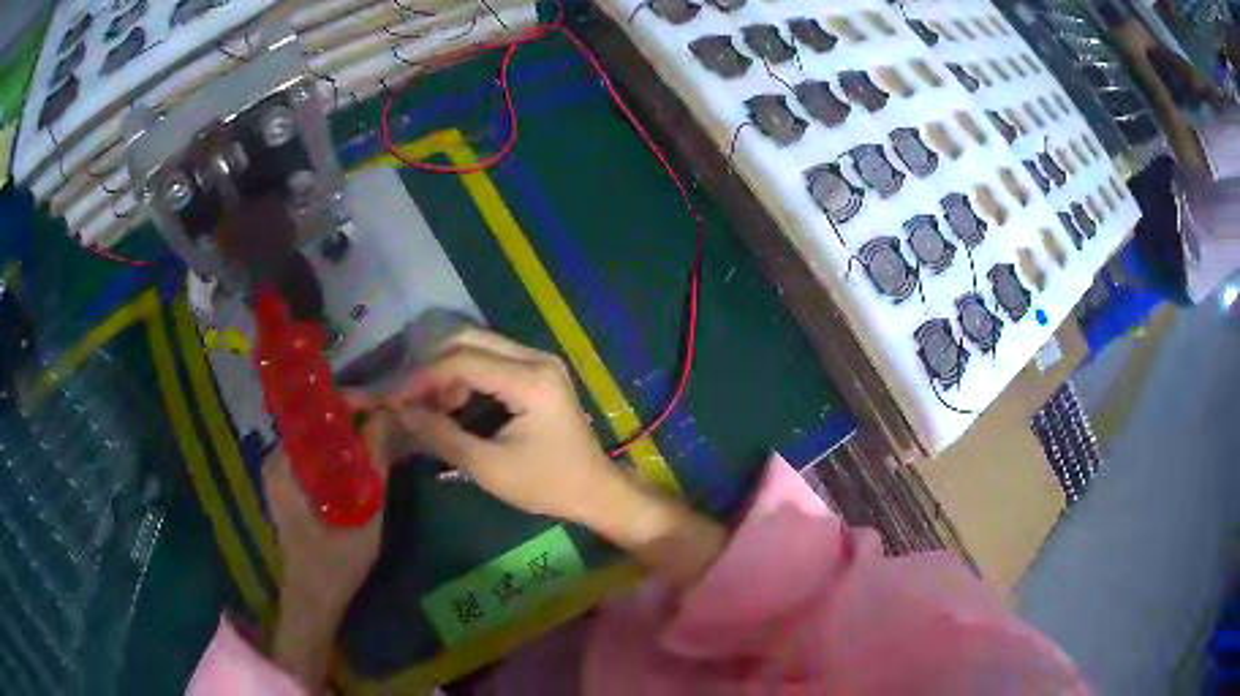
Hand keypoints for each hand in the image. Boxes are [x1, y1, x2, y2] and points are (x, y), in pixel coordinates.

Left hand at [266, 412, 392, 689]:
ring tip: (380, 437)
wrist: (313, 600)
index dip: (351, 402)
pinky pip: (314, 454)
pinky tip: (363, 461)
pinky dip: (338, 452)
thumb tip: (386, 418)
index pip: (316, 410)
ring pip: (317, 436)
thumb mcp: (363, 514)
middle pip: (316, 420)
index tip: (383, 406)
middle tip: (387, 422)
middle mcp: (277, 458)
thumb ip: (374, 465)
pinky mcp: (288, 485)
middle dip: (353, 417)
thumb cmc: (335, 564)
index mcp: (285, 461)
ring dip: (347, 434)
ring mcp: (280, 471)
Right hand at [385, 329, 624, 523]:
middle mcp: (536, 358)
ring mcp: (540, 361)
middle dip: (433, 368)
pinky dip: (466, 376)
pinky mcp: (538, 371)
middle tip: (410, 400)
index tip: (393, 399)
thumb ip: (442, 436)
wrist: (595, 490)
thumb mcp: (489, 467)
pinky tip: (455, 405)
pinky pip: (492, 359)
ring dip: (449, 371)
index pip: (462, 361)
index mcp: (530, 379)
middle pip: (469, 340)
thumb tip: (401, 412)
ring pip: (479, 346)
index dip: (421, 378)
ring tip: (432, 408)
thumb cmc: (547, 484)